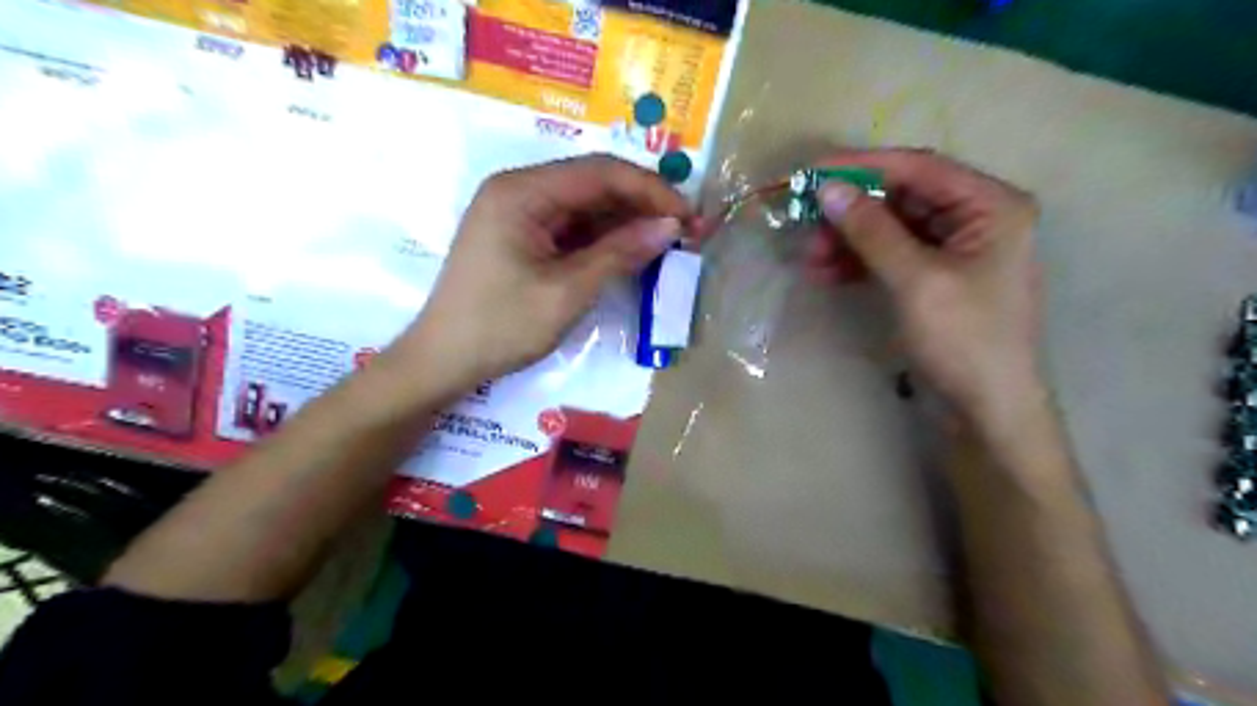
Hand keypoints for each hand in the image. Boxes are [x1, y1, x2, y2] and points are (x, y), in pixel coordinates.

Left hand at [390, 154, 685, 393]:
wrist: (443, 362)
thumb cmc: (501, 327)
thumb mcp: (567, 292)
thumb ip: (620, 253)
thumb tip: (671, 227)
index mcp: (522, 191)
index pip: (601, 172)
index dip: (651, 190)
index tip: (689, 216)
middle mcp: (519, 190)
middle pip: (593, 184)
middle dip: (642, 205)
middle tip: (687, 231)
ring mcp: (518, 213)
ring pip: (585, 207)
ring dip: (626, 223)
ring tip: (668, 243)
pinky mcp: (520, 237)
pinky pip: (571, 228)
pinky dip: (603, 240)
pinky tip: (631, 252)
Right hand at [810, 149, 1046, 420]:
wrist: (987, 410)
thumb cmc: (964, 340)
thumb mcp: (916, 280)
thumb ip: (872, 230)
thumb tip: (828, 188)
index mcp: (990, 205)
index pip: (918, 168)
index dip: (862, 166)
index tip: (812, 172)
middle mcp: (975, 217)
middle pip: (901, 197)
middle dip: (851, 212)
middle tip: (806, 225)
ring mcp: (954, 249)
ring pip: (890, 228)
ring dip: (848, 239)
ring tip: (811, 259)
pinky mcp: (933, 277)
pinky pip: (890, 255)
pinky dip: (858, 261)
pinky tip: (827, 273)